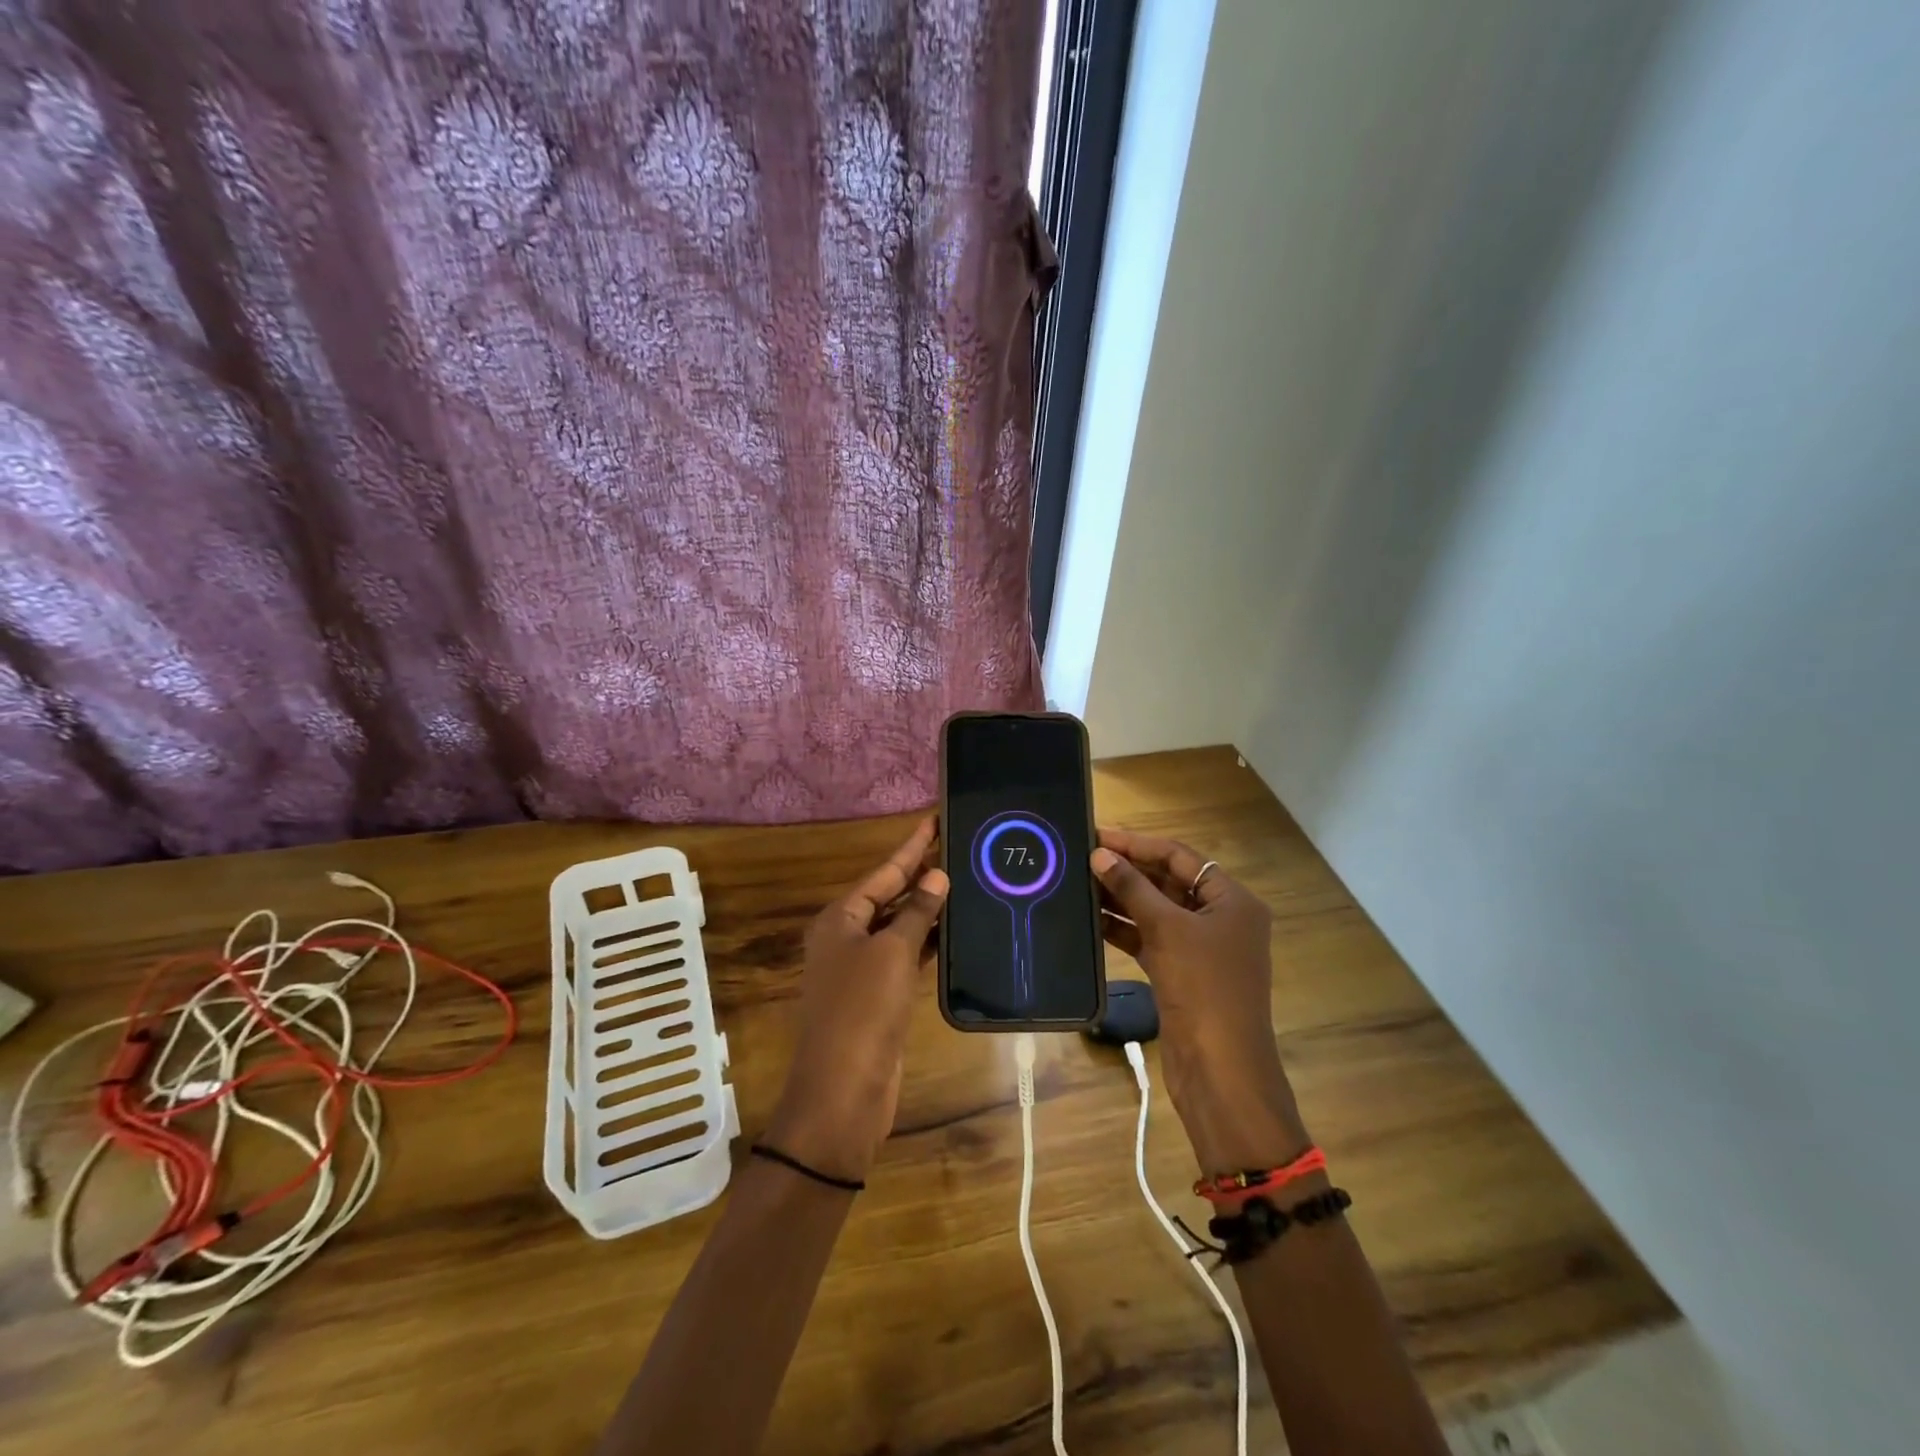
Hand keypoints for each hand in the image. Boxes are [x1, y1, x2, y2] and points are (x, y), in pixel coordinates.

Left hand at [764, 818, 948, 1183]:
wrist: (844, 1091)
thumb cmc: (862, 1011)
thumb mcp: (891, 953)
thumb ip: (915, 912)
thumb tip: (936, 876)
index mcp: (840, 918)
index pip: (883, 871)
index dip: (911, 846)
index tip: (936, 819)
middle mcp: (847, 937)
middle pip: (889, 895)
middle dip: (921, 873)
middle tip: (960, 847)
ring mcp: (862, 968)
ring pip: (899, 926)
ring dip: (927, 908)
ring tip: (965, 880)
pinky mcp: (879, 995)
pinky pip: (906, 955)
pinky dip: (928, 941)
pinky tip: (955, 930)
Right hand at [1091, 828, 1311, 1175]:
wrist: (1220, 1070)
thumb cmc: (1203, 988)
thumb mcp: (1167, 930)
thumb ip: (1132, 889)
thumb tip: (1099, 854)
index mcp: (1232, 900)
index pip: (1180, 857)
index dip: (1139, 844)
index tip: (1098, 836)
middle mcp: (1219, 918)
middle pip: (1168, 882)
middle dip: (1127, 870)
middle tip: (1081, 856)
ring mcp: (1200, 948)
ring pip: (1155, 911)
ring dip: (1121, 899)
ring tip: (1078, 883)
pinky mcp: (1181, 973)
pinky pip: (1149, 939)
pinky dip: (1124, 929)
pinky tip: (1091, 919)